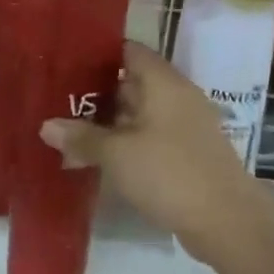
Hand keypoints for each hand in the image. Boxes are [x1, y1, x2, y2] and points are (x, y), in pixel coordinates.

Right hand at [41, 42, 258, 263]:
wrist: (226, 222)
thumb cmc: (169, 173)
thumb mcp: (116, 154)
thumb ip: (81, 136)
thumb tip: (47, 125)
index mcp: (164, 84)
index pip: (129, 51)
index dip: (97, 53)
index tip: (64, 60)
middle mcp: (176, 98)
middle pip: (130, 84)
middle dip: (94, 92)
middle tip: (55, 99)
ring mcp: (183, 128)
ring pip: (136, 115)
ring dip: (105, 123)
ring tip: (65, 132)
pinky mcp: (185, 155)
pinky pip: (147, 139)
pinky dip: (122, 144)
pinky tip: (94, 158)